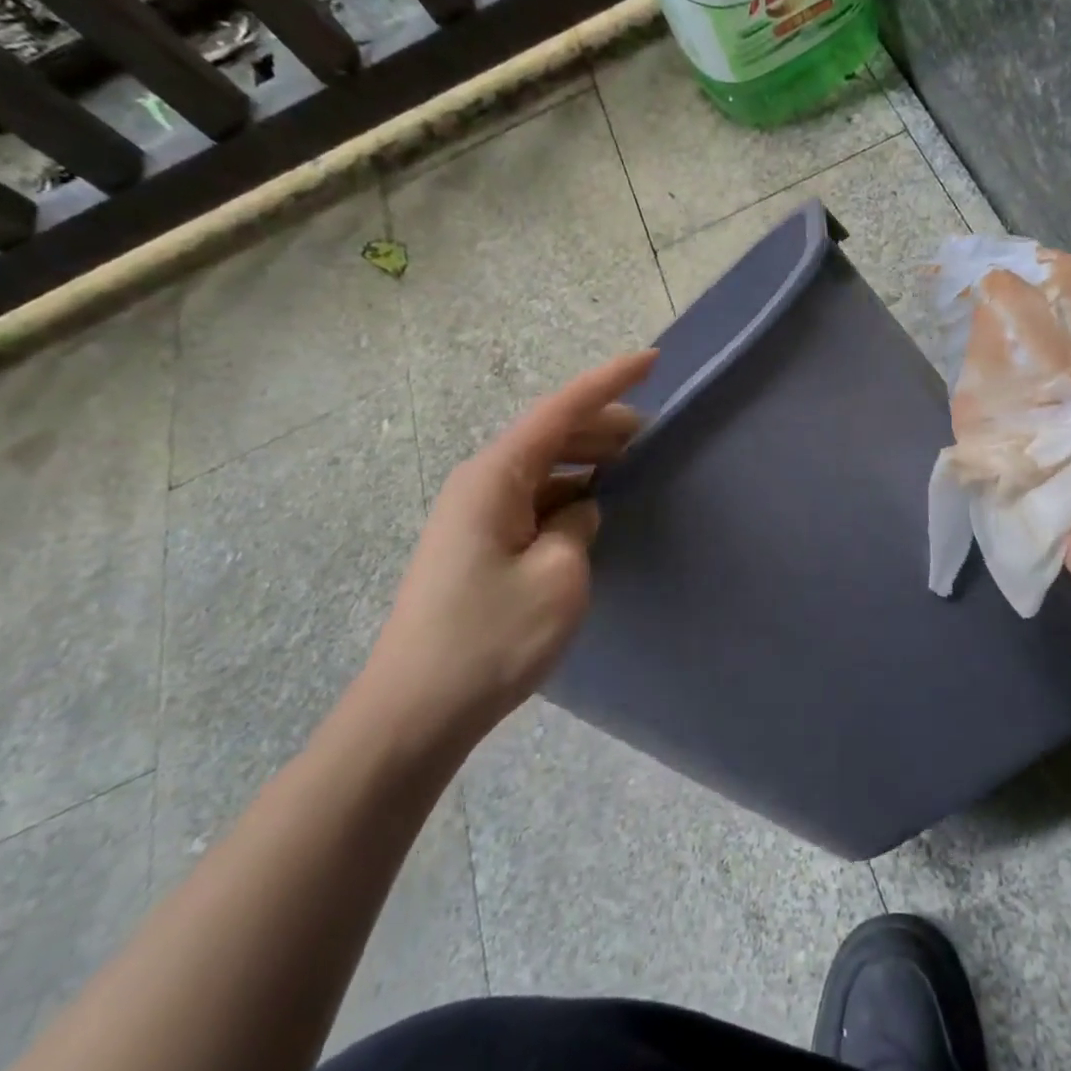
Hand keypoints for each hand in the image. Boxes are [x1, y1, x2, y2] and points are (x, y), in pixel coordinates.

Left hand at [364, 350, 656, 731]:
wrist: (416, 711)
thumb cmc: (491, 637)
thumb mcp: (559, 576)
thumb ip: (580, 525)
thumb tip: (581, 510)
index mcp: (495, 477)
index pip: (560, 411)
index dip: (609, 382)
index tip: (652, 360)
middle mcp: (481, 484)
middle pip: (550, 434)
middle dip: (603, 425)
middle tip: (654, 433)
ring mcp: (476, 517)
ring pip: (542, 468)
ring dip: (587, 460)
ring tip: (632, 464)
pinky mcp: (479, 547)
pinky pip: (533, 501)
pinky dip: (569, 494)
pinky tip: (595, 509)